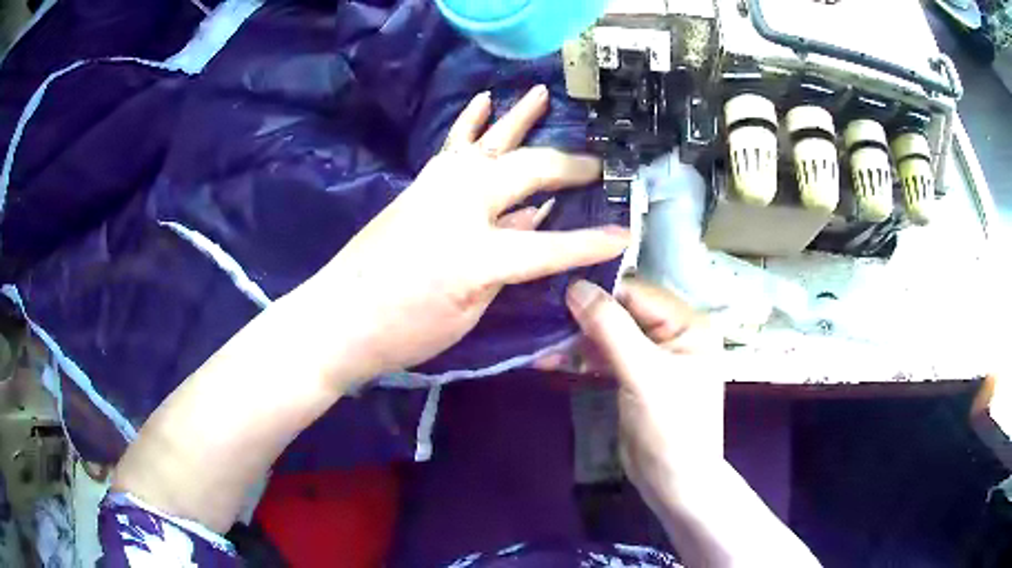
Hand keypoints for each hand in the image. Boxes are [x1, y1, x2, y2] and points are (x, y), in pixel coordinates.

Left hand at [298, 86, 629, 387]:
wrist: (339, 318)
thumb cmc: (404, 331)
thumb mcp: (468, 312)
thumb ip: (507, 266)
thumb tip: (533, 226)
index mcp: (479, 253)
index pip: (552, 245)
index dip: (591, 243)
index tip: (624, 234)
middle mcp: (461, 205)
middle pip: (528, 172)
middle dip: (569, 168)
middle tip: (599, 165)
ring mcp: (438, 187)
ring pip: (491, 143)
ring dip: (520, 119)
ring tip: (542, 94)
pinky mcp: (421, 184)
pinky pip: (455, 145)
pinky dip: (471, 122)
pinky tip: (484, 100)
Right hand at [561, 278, 723, 499]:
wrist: (673, 483)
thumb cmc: (670, 426)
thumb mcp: (643, 374)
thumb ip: (611, 328)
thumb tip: (575, 286)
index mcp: (688, 324)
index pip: (638, 294)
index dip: (599, 293)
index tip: (555, 295)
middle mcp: (674, 334)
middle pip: (623, 313)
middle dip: (584, 320)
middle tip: (542, 323)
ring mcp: (655, 356)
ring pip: (611, 335)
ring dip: (578, 341)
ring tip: (542, 348)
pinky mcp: (636, 377)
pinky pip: (607, 357)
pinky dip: (583, 358)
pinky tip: (553, 361)